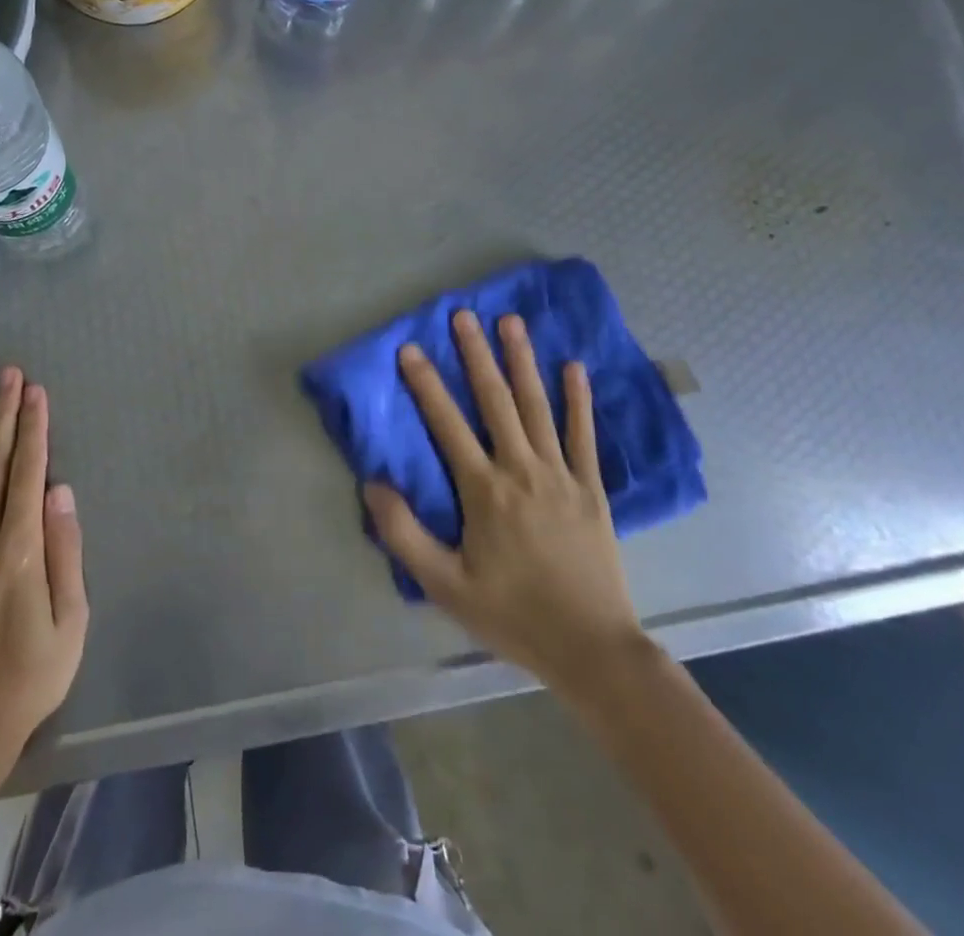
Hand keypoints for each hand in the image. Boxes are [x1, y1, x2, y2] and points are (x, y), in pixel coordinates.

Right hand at [363, 311, 647, 708]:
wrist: (591, 648)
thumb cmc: (511, 614)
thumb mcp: (444, 585)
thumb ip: (404, 534)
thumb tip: (372, 485)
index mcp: (484, 491)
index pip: (447, 425)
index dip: (426, 384)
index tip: (409, 348)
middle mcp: (521, 470)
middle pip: (495, 401)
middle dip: (476, 355)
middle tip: (464, 315)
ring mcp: (561, 475)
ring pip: (537, 407)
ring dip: (523, 362)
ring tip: (512, 323)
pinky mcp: (591, 489)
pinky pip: (583, 436)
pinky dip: (578, 400)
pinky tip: (574, 367)